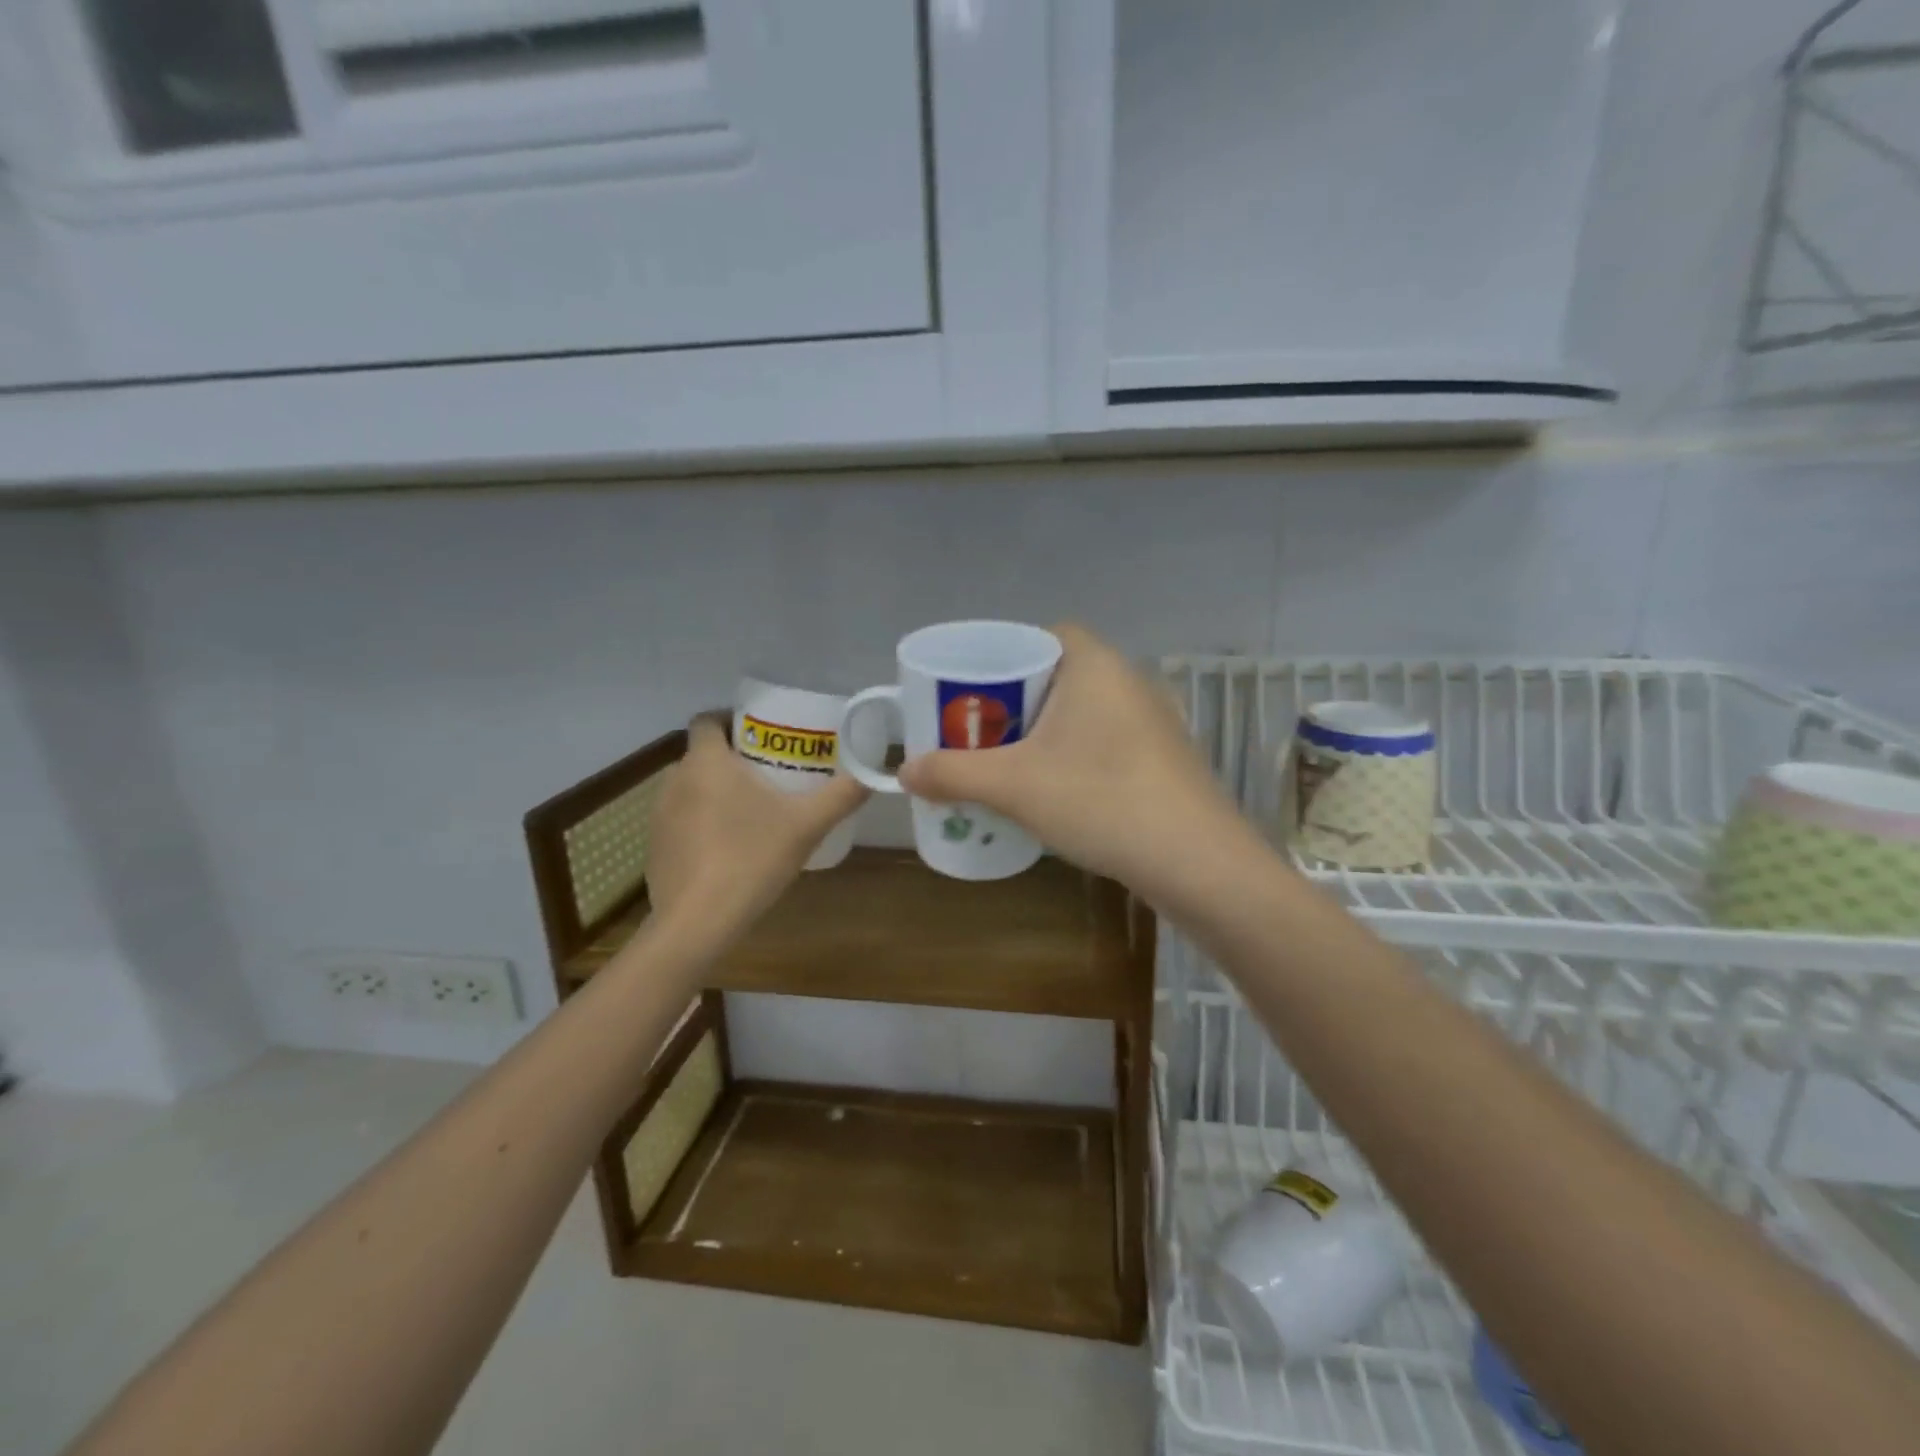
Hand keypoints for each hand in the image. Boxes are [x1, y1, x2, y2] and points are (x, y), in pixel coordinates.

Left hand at [646, 716, 867, 953]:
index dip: (732, 720)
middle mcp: (675, 779)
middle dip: (733, 759)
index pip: (707, 719)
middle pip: (702, 754)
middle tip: (770, 774)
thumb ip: (842, 794)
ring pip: (691, 788)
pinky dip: (701, 823)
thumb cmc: (751, 858)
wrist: (697, 923)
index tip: (762, 735)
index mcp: (707, 762)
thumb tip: (872, 774)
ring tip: (751, 811)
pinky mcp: (654, 847)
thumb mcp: (808, 825)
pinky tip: (727, 849)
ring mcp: (659, 815)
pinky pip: (680, 820)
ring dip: (715, 791)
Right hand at [898, 624, 1249, 900]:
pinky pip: (1104, 741)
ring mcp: (1153, 721)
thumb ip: (954, 773)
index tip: (973, 690)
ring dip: (1043, 733)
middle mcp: (1128, 681)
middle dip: (1015, 702)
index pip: (1044, 635)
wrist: (1196, 861)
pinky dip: (1074, 756)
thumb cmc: (1100, 800)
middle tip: (978, 733)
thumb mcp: (1014, 786)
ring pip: (1082, 712)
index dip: (1004, 656)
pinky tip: (1055, 792)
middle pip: (1058, 675)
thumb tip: (904, 772)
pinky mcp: (1163, 759)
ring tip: (1006, 765)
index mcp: (1094, 664)